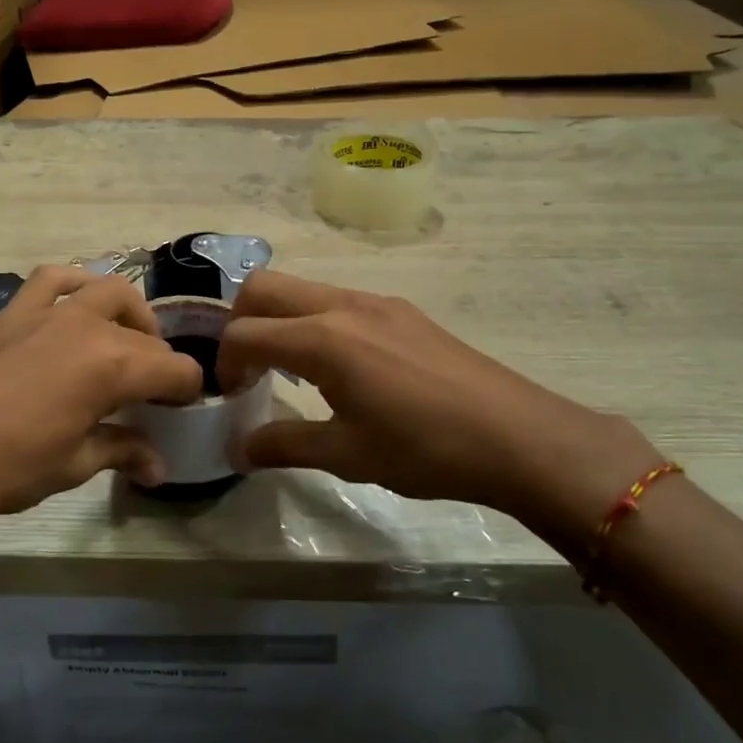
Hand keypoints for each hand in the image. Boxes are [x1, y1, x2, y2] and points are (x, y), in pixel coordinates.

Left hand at [0, 266, 202, 543]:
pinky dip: (76, 284)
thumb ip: (123, 452)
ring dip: (129, 315)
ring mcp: (49, 311)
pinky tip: (77, 307)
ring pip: (108, 291)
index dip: (187, 391)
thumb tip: (158, 467)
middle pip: (146, 334)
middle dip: (161, 361)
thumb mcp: (74, 464)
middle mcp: (89, 325)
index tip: (183, 411)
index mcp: (112, 364)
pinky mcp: (15, 311)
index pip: (174, 370)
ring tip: (125, 344)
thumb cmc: (7, 466)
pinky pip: (55, 279)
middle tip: (154, 393)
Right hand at [218, 270, 663, 549]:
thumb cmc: (424, 449)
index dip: (224, 363)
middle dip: (238, 322)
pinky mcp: (401, 309)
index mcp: (321, 339)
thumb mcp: (347, 454)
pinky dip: (314, 321)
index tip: (231, 396)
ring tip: (291, 372)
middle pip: (263, 287)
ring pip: (302, 289)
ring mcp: (375, 301)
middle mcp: (341, 305)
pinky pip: (336, 300)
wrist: (518, 436)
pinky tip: (338, 368)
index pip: (243, 333)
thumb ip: (283, 445)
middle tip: (247, 369)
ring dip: (279, 319)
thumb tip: (238, 449)